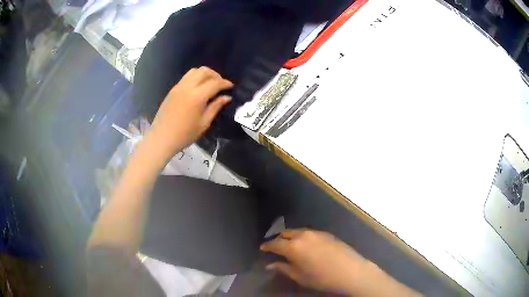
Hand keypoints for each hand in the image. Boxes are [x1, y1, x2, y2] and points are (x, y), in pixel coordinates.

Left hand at [147, 66, 232, 160]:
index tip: (231, 86)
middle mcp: (187, 87)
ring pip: (194, 71)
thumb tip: (226, 97)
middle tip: (220, 84)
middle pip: (204, 71)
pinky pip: (186, 77)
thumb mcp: (204, 123)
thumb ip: (215, 107)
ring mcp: (178, 87)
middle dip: (215, 75)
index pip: (215, 83)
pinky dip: (195, 78)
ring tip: (210, 84)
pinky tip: (198, 88)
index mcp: (197, 96)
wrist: (162, 138)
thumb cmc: (185, 134)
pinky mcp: (173, 90)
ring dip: (205, 74)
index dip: (225, 83)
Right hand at [261, 229, 367, 294]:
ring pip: (297, 231)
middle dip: (278, 239)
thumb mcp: (299, 276)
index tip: (262, 248)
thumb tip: (270, 265)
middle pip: (285, 233)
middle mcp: (303, 235)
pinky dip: (302, 237)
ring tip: (289, 246)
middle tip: (275, 247)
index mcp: (293, 246)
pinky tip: (305, 245)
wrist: (350, 271)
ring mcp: (316, 232)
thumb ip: (283, 268)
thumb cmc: (321, 278)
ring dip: (290, 237)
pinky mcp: (326, 233)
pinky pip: (308, 233)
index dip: (267, 246)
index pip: (274, 243)